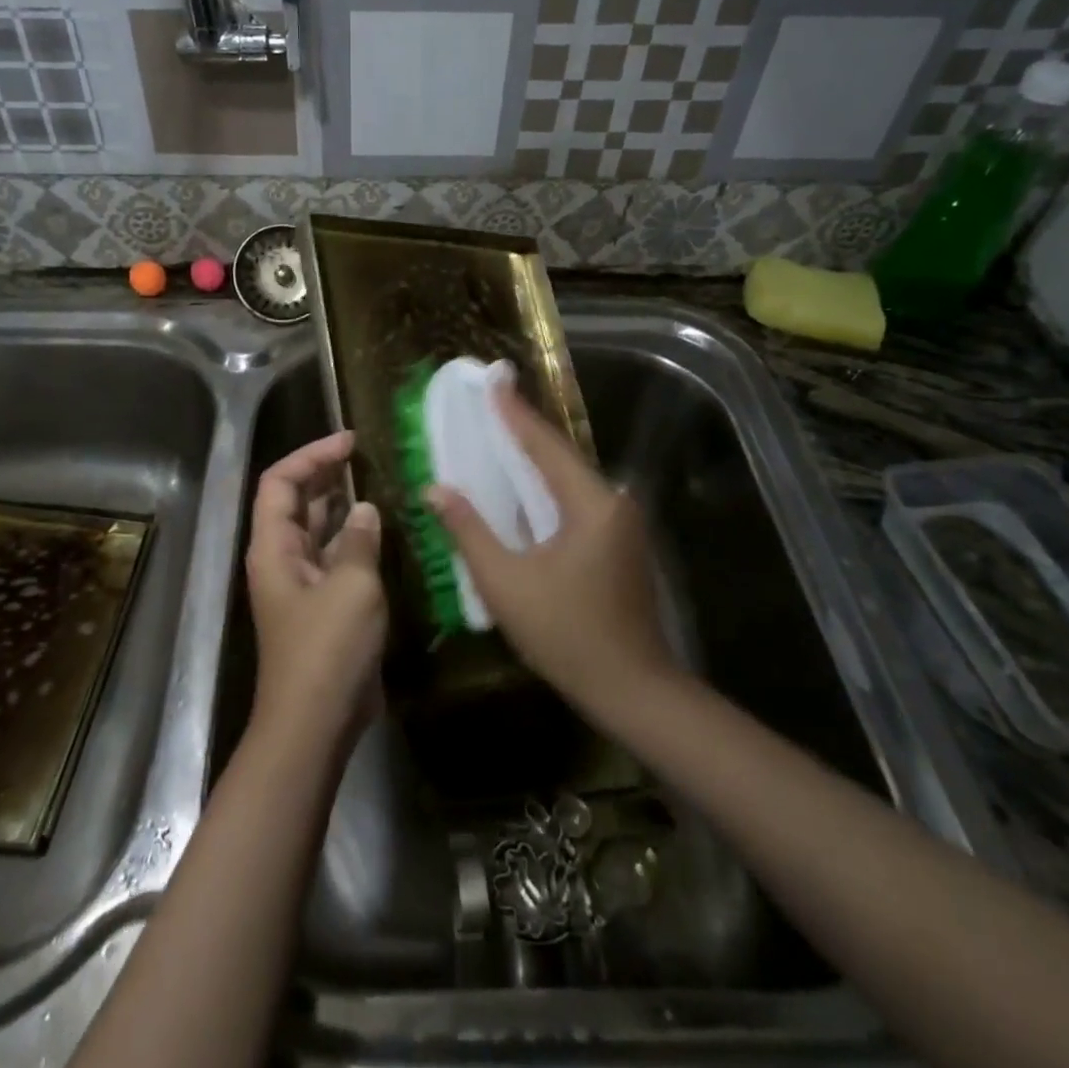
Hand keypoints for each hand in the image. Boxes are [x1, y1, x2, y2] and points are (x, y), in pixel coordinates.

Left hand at [244, 431, 387, 753]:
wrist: (316, 723)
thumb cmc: (328, 649)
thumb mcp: (352, 586)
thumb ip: (360, 540)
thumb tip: (364, 510)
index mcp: (274, 548)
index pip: (279, 482)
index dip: (311, 455)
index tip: (349, 441)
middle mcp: (282, 559)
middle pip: (295, 502)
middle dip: (326, 474)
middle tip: (365, 456)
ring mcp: (302, 584)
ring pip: (317, 530)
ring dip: (342, 505)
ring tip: (378, 483)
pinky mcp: (322, 606)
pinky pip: (335, 558)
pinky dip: (355, 539)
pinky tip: (383, 530)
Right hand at [427, 387, 676, 718]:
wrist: (632, 689)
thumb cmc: (565, 635)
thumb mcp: (506, 582)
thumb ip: (469, 530)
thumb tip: (436, 489)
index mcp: (590, 504)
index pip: (544, 445)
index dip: (513, 412)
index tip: (493, 379)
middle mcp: (613, 502)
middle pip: (560, 455)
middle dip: (523, 428)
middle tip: (491, 400)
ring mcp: (621, 523)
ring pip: (569, 478)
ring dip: (535, 457)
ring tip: (499, 432)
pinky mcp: (619, 542)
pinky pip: (576, 499)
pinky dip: (546, 486)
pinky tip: (524, 484)